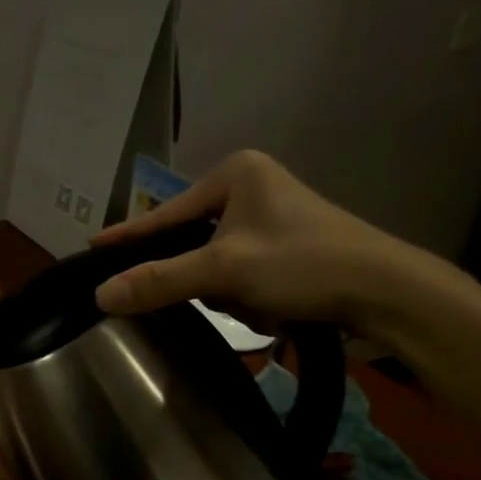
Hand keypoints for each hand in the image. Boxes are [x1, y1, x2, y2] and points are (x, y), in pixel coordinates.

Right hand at [91, 150, 424, 335]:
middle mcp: (251, 185)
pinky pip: (240, 269)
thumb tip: (100, 295)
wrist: (388, 292)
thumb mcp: (224, 272)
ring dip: (228, 290)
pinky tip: (272, 306)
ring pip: (214, 260)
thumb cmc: (303, 264)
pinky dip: (247, 293)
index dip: (128, 236)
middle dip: (202, 276)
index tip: (92, 247)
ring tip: (260, 303)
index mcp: (234, 174)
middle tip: (214, 294)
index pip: (165, 214)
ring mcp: (271, 214)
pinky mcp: (286, 242)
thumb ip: (159, 281)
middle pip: (191, 240)